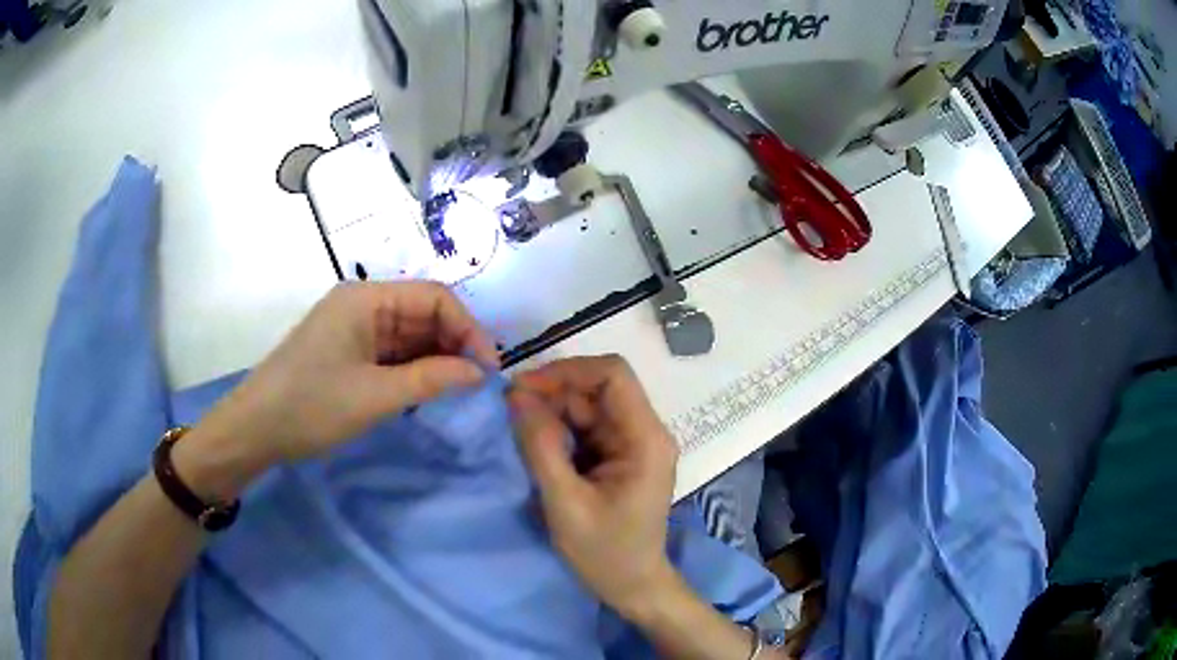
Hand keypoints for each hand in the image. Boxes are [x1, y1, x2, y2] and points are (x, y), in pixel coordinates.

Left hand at [178, 282, 497, 496]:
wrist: (256, 429)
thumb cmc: (312, 406)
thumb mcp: (375, 396)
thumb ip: (431, 379)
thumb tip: (480, 372)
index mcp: (366, 298)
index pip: (434, 297)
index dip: (468, 328)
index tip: (488, 367)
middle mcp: (361, 304)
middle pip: (423, 313)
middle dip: (454, 344)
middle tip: (476, 383)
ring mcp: (352, 327)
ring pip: (409, 334)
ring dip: (435, 358)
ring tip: (456, 389)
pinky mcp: (347, 350)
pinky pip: (391, 352)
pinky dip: (412, 369)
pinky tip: (426, 390)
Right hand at [508, 356, 679, 617]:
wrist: (632, 586)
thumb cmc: (605, 553)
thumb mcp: (565, 503)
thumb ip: (540, 447)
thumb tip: (516, 395)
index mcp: (645, 439)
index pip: (613, 375)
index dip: (567, 371)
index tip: (525, 389)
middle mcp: (644, 432)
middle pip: (598, 388)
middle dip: (553, 392)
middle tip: (510, 410)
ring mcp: (632, 443)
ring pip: (588, 406)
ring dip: (552, 410)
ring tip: (517, 427)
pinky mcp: (619, 456)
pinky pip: (586, 427)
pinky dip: (559, 429)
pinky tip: (535, 443)